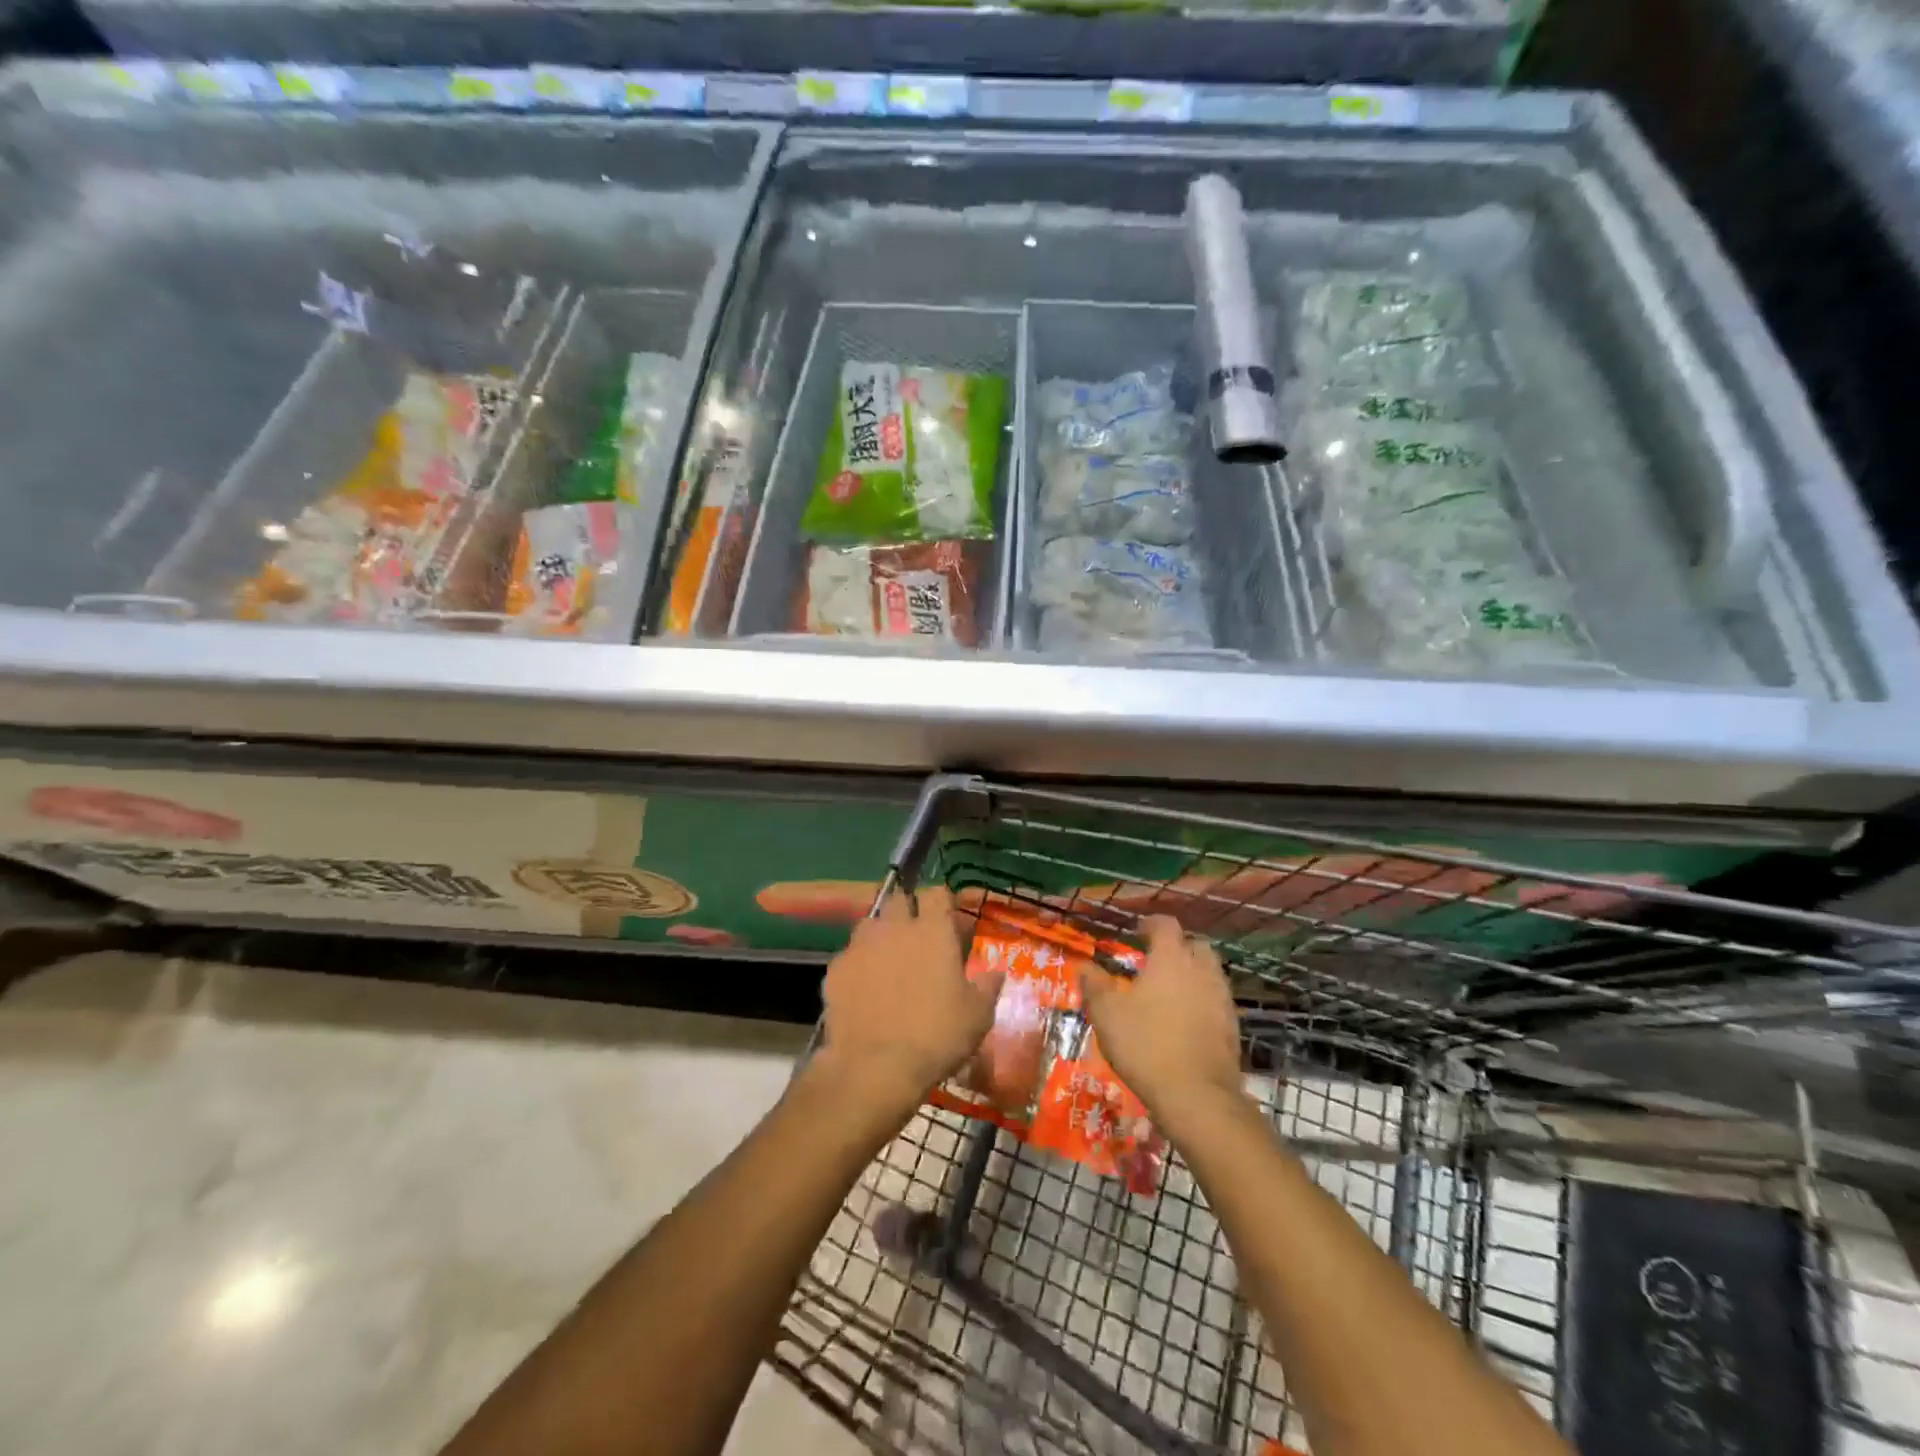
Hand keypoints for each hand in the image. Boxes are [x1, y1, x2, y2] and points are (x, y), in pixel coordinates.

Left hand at [816, 887, 1000, 1110]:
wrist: (875, 1067)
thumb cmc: (936, 1036)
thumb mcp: (978, 1016)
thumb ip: (987, 986)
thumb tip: (997, 971)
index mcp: (932, 931)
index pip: (937, 893)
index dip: (943, 902)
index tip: (949, 920)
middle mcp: (894, 928)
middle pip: (899, 900)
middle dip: (908, 912)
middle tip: (918, 939)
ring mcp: (860, 946)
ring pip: (870, 925)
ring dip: (881, 936)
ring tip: (889, 962)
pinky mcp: (835, 969)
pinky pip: (849, 956)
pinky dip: (858, 966)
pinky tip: (864, 991)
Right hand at [1081, 916, 1243, 1127]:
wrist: (1197, 1096)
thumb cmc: (1145, 1045)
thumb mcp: (1106, 1013)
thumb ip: (1094, 984)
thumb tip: (1085, 965)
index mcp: (1171, 958)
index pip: (1166, 925)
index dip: (1151, 924)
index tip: (1138, 931)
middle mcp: (1201, 970)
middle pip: (1196, 945)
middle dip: (1178, 947)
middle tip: (1157, 961)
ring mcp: (1222, 998)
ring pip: (1210, 973)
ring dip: (1193, 974)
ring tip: (1171, 991)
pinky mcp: (1233, 1026)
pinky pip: (1217, 1001)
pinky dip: (1203, 1001)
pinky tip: (1186, 1020)